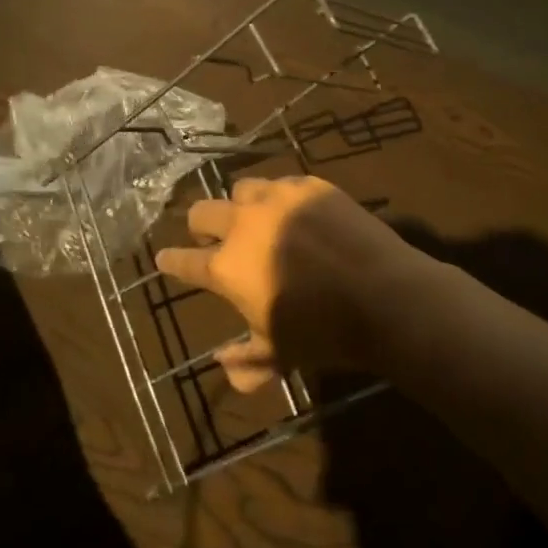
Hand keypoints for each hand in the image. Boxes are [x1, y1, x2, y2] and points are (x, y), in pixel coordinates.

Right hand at [154, 176, 420, 392]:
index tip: (163, 257)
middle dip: (200, 226)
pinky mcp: (311, 186)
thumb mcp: (280, 356)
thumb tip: (223, 364)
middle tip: (210, 237)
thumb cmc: (324, 334)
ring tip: (256, 219)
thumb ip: (246, 362)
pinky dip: (281, 198)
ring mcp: (278, 199)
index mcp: (227, 266)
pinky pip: (284, 183)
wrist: (384, 296)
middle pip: (202, 211)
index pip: (184, 260)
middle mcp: (243, 224)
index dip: (171, 260)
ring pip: (242, 189)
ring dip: (241, 205)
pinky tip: (296, 212)